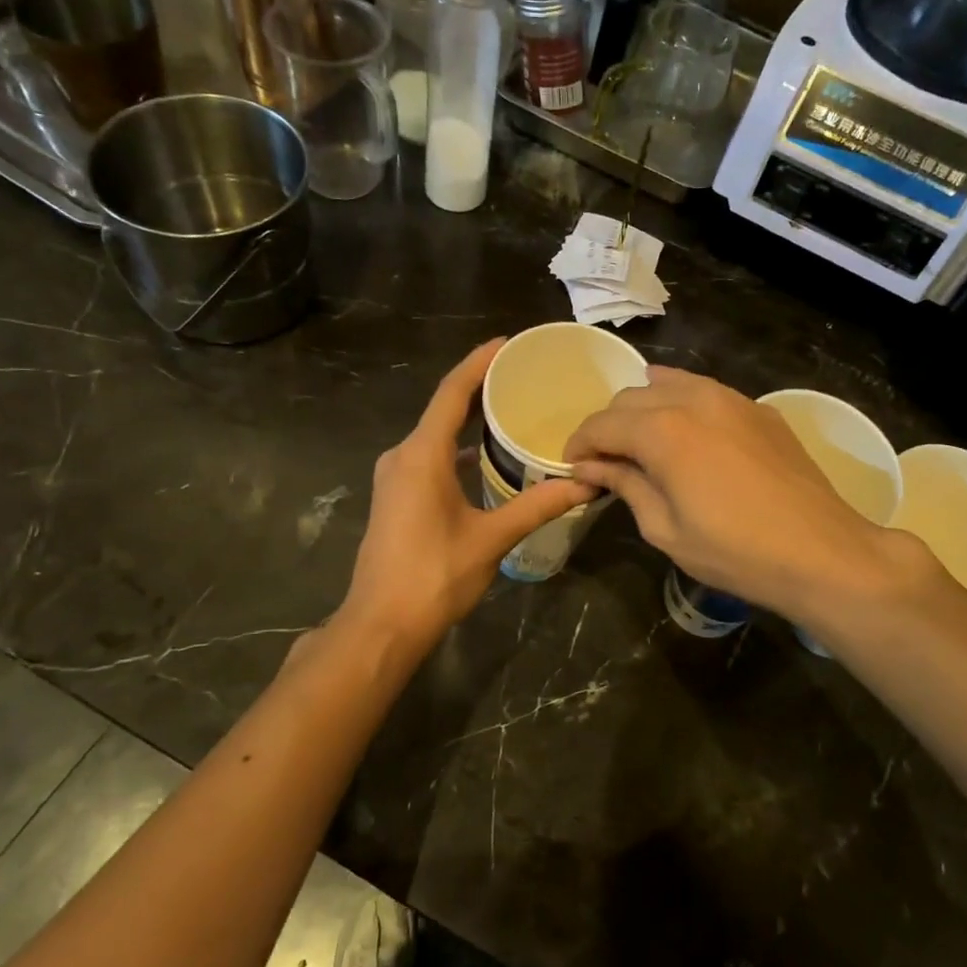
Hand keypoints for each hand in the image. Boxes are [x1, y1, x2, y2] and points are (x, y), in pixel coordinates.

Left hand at [336, 339, 589, 659]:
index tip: (507, 343)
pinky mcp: (396, 497)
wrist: (381, 624)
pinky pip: (429, 457)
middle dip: (478, 388)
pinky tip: (484, 458)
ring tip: (509, 411)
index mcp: (422, 455)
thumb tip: (585, 485)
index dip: (478, 363)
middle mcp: (402, 456)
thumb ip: (536, 506)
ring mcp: (395, 478)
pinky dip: (456, 448)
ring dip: (467, 420)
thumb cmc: (434, 575)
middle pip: (442, 409)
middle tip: (520, 375)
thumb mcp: (490, 539)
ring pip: (434, 435)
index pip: (451, 393)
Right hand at [564, 368, 941, 625]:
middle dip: (609, 427)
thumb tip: (590, 467)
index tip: (574, 469)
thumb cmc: (735, 551)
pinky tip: (685, 434)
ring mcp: (731, 398)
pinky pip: (705, 392)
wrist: (822, 552)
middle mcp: (693, 399)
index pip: (602, 424)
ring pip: (668, 384)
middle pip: (630, 398)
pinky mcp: (758, 409)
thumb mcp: (665, 528)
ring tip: (642, 445)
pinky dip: (681, 404)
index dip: (579, 445)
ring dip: (644, 410)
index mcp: (662, 430)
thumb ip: (625, 485)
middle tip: (607, 464)